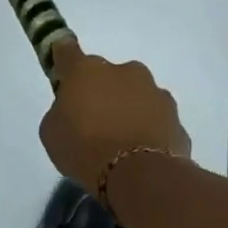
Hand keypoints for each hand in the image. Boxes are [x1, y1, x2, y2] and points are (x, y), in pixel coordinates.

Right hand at [39, 40, 190, 192]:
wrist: (139, 176)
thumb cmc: (84, 149)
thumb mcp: (52, 132)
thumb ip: (60, 111)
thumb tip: (73, 109)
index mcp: (86, 70)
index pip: (67, 51)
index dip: (62, 60)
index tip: (61, 73)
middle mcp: (124, 71)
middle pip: (107, 75)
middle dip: (101, 91)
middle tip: (93, 121)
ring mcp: (155, 92)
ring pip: (136, 95)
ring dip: (128, 109)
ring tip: (121, 142)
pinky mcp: (176, 117)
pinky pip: (155, 119)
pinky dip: (148, 130)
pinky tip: (140, 154)